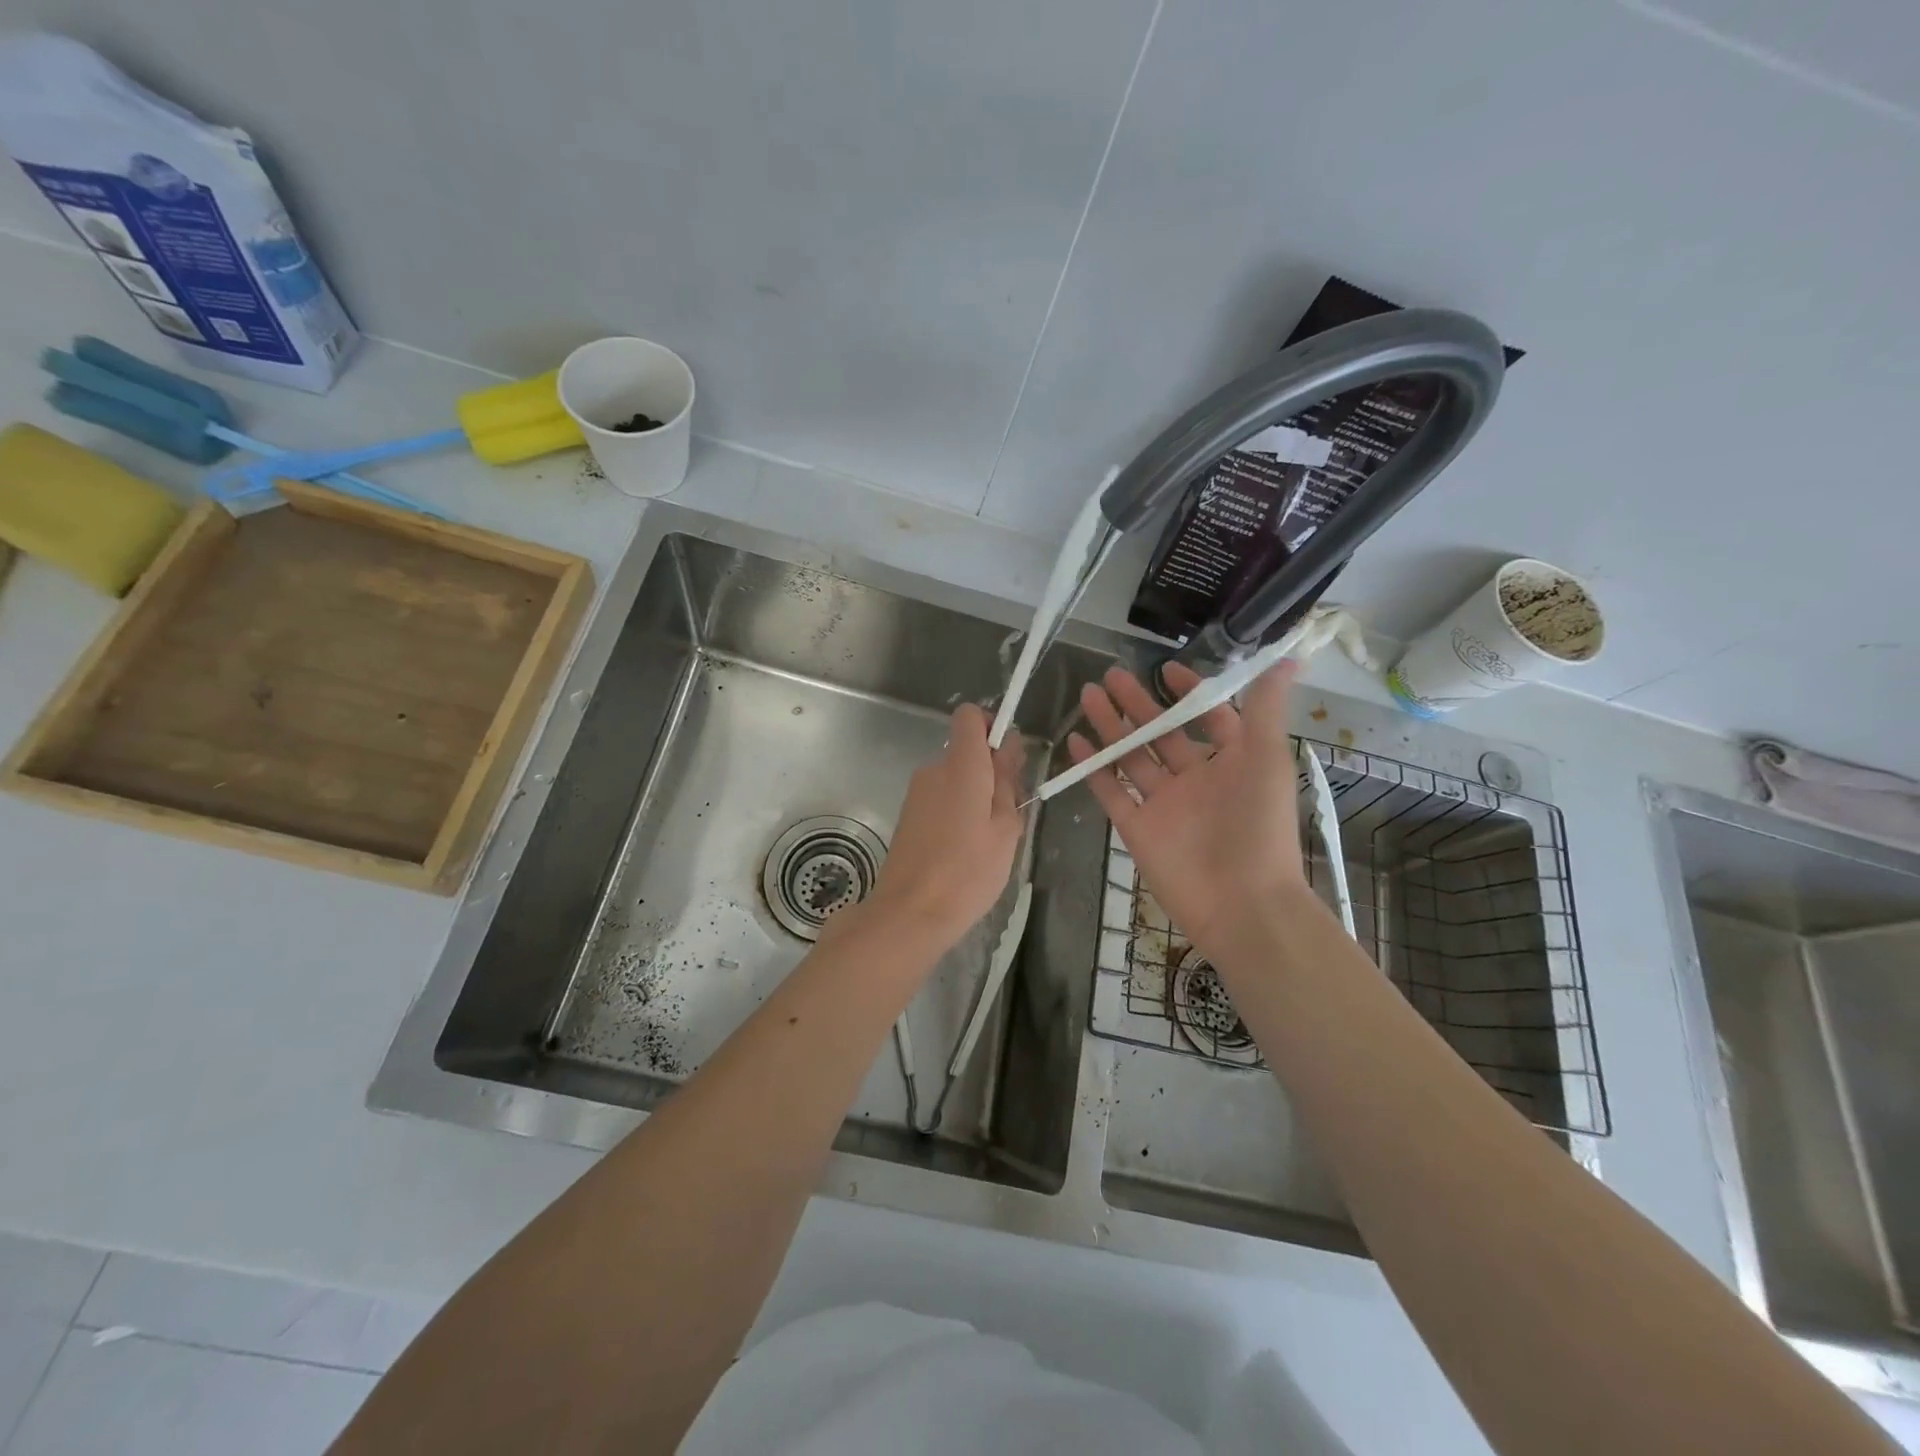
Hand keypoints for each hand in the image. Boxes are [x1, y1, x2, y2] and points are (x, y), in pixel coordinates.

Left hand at [865, 704, 1025, 947]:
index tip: (1009, 757)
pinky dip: (957, 812)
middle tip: (1009, 815)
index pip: (969, 716)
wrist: (910, 913)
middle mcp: (934, 770)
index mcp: (961, 766)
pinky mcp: (908, 815)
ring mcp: (916, 793)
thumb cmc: (968, 871)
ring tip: (988, 840)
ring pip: (954, 778)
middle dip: (991, 771)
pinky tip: (965, 850)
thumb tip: (1009, 747)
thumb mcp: (1005, 828)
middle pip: (965, 751)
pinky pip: (940, 798)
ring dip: (975, 796)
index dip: (991, 726)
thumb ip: (1008, 782)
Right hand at [1069, 661, 1305, 953]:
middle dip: (1137, 704)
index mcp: (1231, 762)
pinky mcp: (1137, 828)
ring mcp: (1163, 804)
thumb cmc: (1259, 827)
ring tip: (1088, 695)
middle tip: (1111, 675)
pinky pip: (1111, 791)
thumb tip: (1286, 658)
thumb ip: (1264, 710)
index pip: (1207, 718)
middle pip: (1160, 734)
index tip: (1166, 669)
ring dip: (1111, 727)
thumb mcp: (1267, 760)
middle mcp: (1195, 779)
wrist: (1241, 903)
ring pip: (1131, 757)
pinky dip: (1094, 768)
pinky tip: (1076, 742)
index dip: (1189, 693)